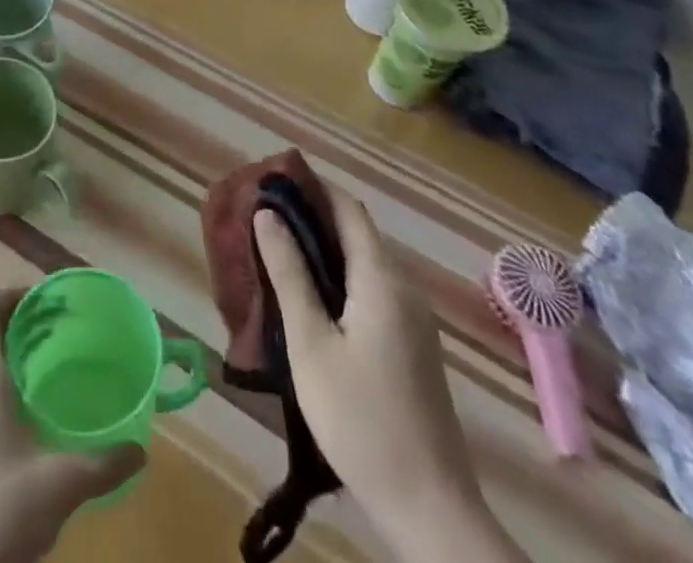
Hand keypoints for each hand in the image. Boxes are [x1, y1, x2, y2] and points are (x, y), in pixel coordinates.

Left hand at [0, 289, 144, 562]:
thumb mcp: (60, 485)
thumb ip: (103, 463)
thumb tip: (140, 450)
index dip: (9, 293)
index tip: (45, 303)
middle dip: (23, 325)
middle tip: (63, 332)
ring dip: (15, 358)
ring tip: (55, 371)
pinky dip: (7, 389)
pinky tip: (36, 419)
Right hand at [253, 189, 527, 562]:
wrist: (430, 510)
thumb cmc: (361, 419)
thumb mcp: (311, 343)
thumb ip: (289, 274)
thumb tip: (267, 215)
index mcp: (382, 279)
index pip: (347, 208)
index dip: (311, 187)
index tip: (270, 181)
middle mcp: (403, 288)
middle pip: (356, 232)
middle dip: (311, 216)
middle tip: (262, 217)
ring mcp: (413, 319)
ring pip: (363, 263)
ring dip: (322, 248)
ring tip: (275, 251)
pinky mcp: (412, 346)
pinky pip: (371, 290)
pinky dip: (338, 278)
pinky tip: (309, 298)